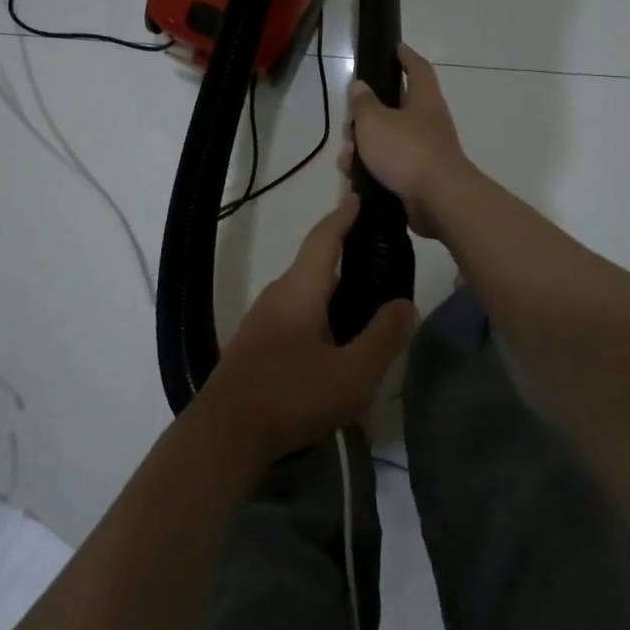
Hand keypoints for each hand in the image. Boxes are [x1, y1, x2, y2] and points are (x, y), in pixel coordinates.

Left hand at [197, 197, 415, 462]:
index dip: (344, 216)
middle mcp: (278, 293)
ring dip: (333, 289)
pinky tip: (335, 341)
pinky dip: (319, 312)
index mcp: (300, 289)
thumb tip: (405, 303)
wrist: (225, 432)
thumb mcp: (352, 374)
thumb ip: (383, 337)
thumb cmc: (292, 395)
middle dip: (344, 253)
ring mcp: (262, 318)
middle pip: (315, 263)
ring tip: (365, 301)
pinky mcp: (256, 343)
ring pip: (305, 292)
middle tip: (379, 256)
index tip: (360, 196)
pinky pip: (295, 314)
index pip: (325, 238)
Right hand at [340, 45, 471, 240]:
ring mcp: (426, 151)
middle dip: (369, 113)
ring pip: (389, 140)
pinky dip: (372, 169)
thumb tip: (359, 86)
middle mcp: (428, 122)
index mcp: (424, 100)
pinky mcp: (420, 178)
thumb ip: (363, 103)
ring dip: (366, 145)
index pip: (417, 69)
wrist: (439, 202)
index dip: (405, 56)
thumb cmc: (407, 151)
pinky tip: (354, 177)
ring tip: (346, 156)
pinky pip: (391, 166)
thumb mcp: (374, 121)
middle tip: (349, 120)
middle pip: (396, 108)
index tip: (394, 47)